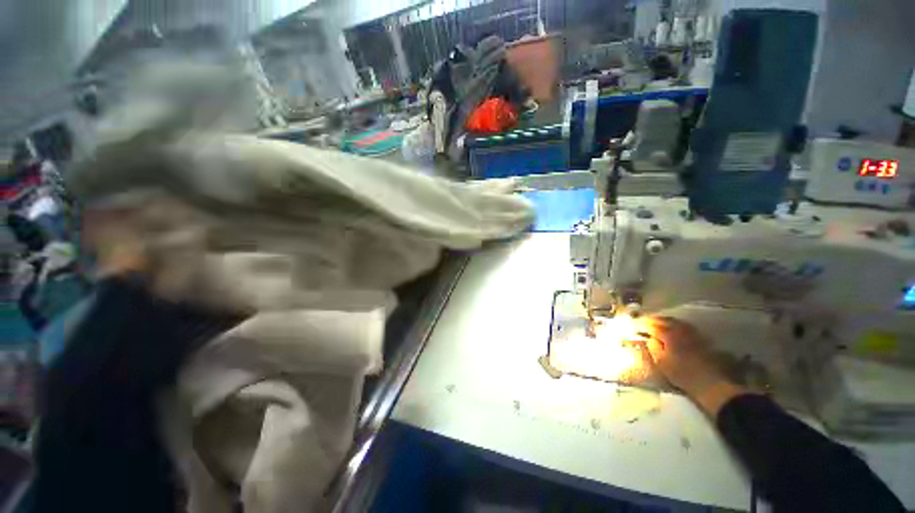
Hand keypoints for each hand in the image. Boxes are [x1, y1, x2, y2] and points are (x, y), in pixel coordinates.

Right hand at [638, 317, 746, 416]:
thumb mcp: (661, 363)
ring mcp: (692, 334)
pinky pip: (685, 327)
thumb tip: (649, 338)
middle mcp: (680, 330)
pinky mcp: (701, 339)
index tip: (636, 324)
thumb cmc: (682, 374)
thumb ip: (653, 347)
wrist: (711, 383)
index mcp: (668, 335)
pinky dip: (677, 325)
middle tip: (645, 321)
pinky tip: (675, 330)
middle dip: (654, 319)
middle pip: (665, 320)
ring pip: (677, 322)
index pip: (652, 325)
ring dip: (666, 321)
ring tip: (659, 323)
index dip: (643, 324)